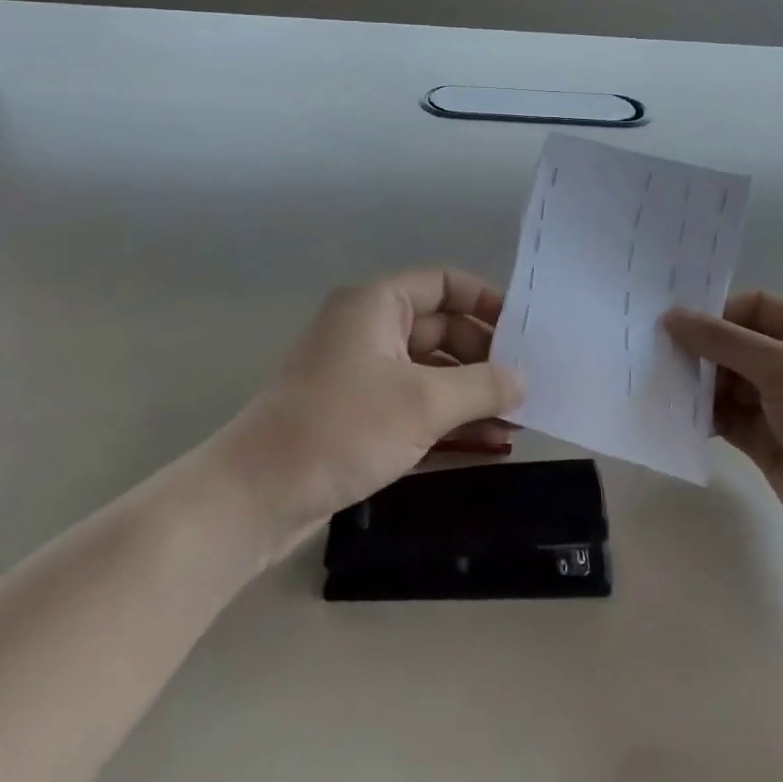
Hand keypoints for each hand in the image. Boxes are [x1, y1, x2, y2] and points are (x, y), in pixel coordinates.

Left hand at [218, 269, 524, 552]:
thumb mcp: (422, 403)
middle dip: (484, 357)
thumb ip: (481, 386)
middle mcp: (368, 330)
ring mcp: (361, 374)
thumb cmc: (341, 428)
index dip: (486, 301)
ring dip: (471, 393)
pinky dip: (447, 418)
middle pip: (440, 329)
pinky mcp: (357, 414)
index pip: (443, 284)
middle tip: (528, 386)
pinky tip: (488, 442)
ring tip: (518, 419)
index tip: (524, 331)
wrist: (254, 497)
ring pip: (430, 372)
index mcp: (377, 305)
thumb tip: (525, 378)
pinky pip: (413, 404)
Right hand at [664, 292, 782, 601]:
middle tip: (652, 354)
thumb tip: (670, 316)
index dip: (714, 312)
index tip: (669, 324)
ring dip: (697, 384)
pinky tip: (672, 415)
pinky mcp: (769, 443)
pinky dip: (703, 416)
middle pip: (736, 343)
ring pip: (727, 383)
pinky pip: (727, 419)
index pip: (753, 306)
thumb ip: (724, 341)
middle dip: (700, 349)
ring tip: (658, 384)